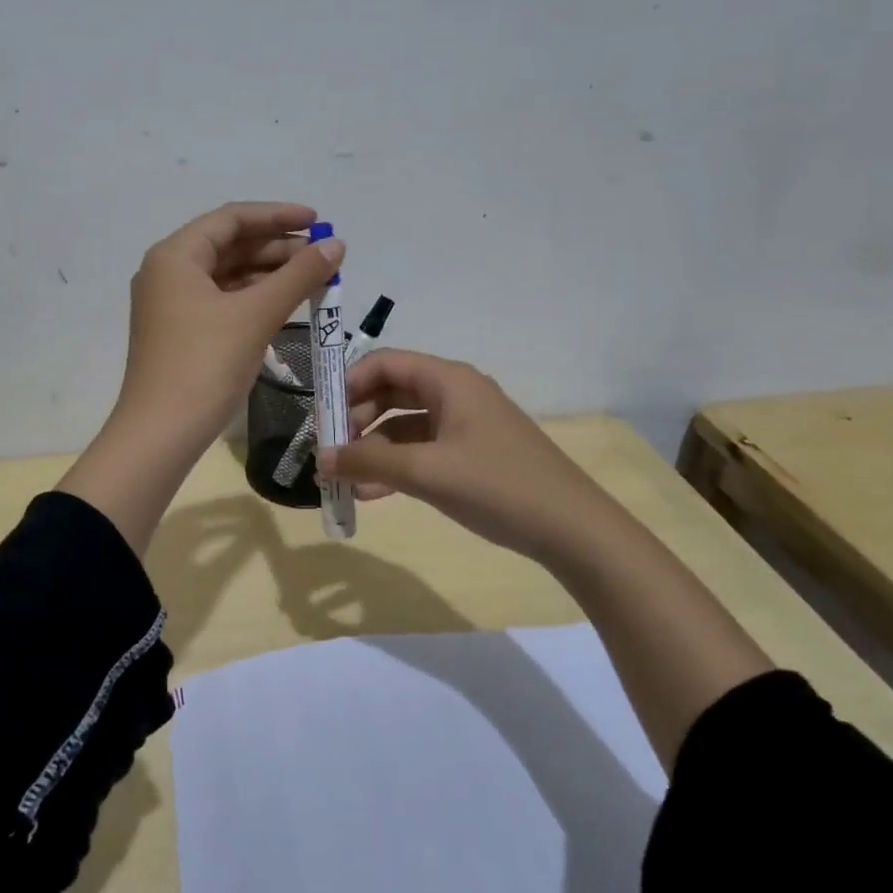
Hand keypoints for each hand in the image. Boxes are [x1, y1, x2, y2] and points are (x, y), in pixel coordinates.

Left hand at [60, 201, 343, 556]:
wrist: (160, 434)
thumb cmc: (205, 365)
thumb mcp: (255, 315)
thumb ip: (298, 275)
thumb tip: (336, 244)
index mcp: (175, 256)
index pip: (231, 218)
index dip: (277, 216)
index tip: (319, 222)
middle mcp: (168, 272)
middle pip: (229, 245)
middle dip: (278, 249)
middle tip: (323, 258)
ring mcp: (171, 304)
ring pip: (227, 276)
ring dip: (269, 275)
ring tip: (314, 281)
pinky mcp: (180, 332)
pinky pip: (223, 302)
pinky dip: (255, 300)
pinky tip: (288, 307)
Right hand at [317, 349, 626, 563]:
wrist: (573, 529)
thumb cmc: (496, 486)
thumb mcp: (426, 473)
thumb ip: (368, 462)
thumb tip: (320, 458)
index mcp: (448, 380)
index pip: (384, 362)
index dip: (347, 383)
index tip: (322, 416)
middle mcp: (456, 393)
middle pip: (392, 391)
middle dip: (356, 419)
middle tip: (331, 449)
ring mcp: (466, 424)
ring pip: (405, 424)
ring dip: (373, 448)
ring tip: (346, 480)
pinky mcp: (472, 453)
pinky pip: (423, 449)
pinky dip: (397, 465)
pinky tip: (374, 494)